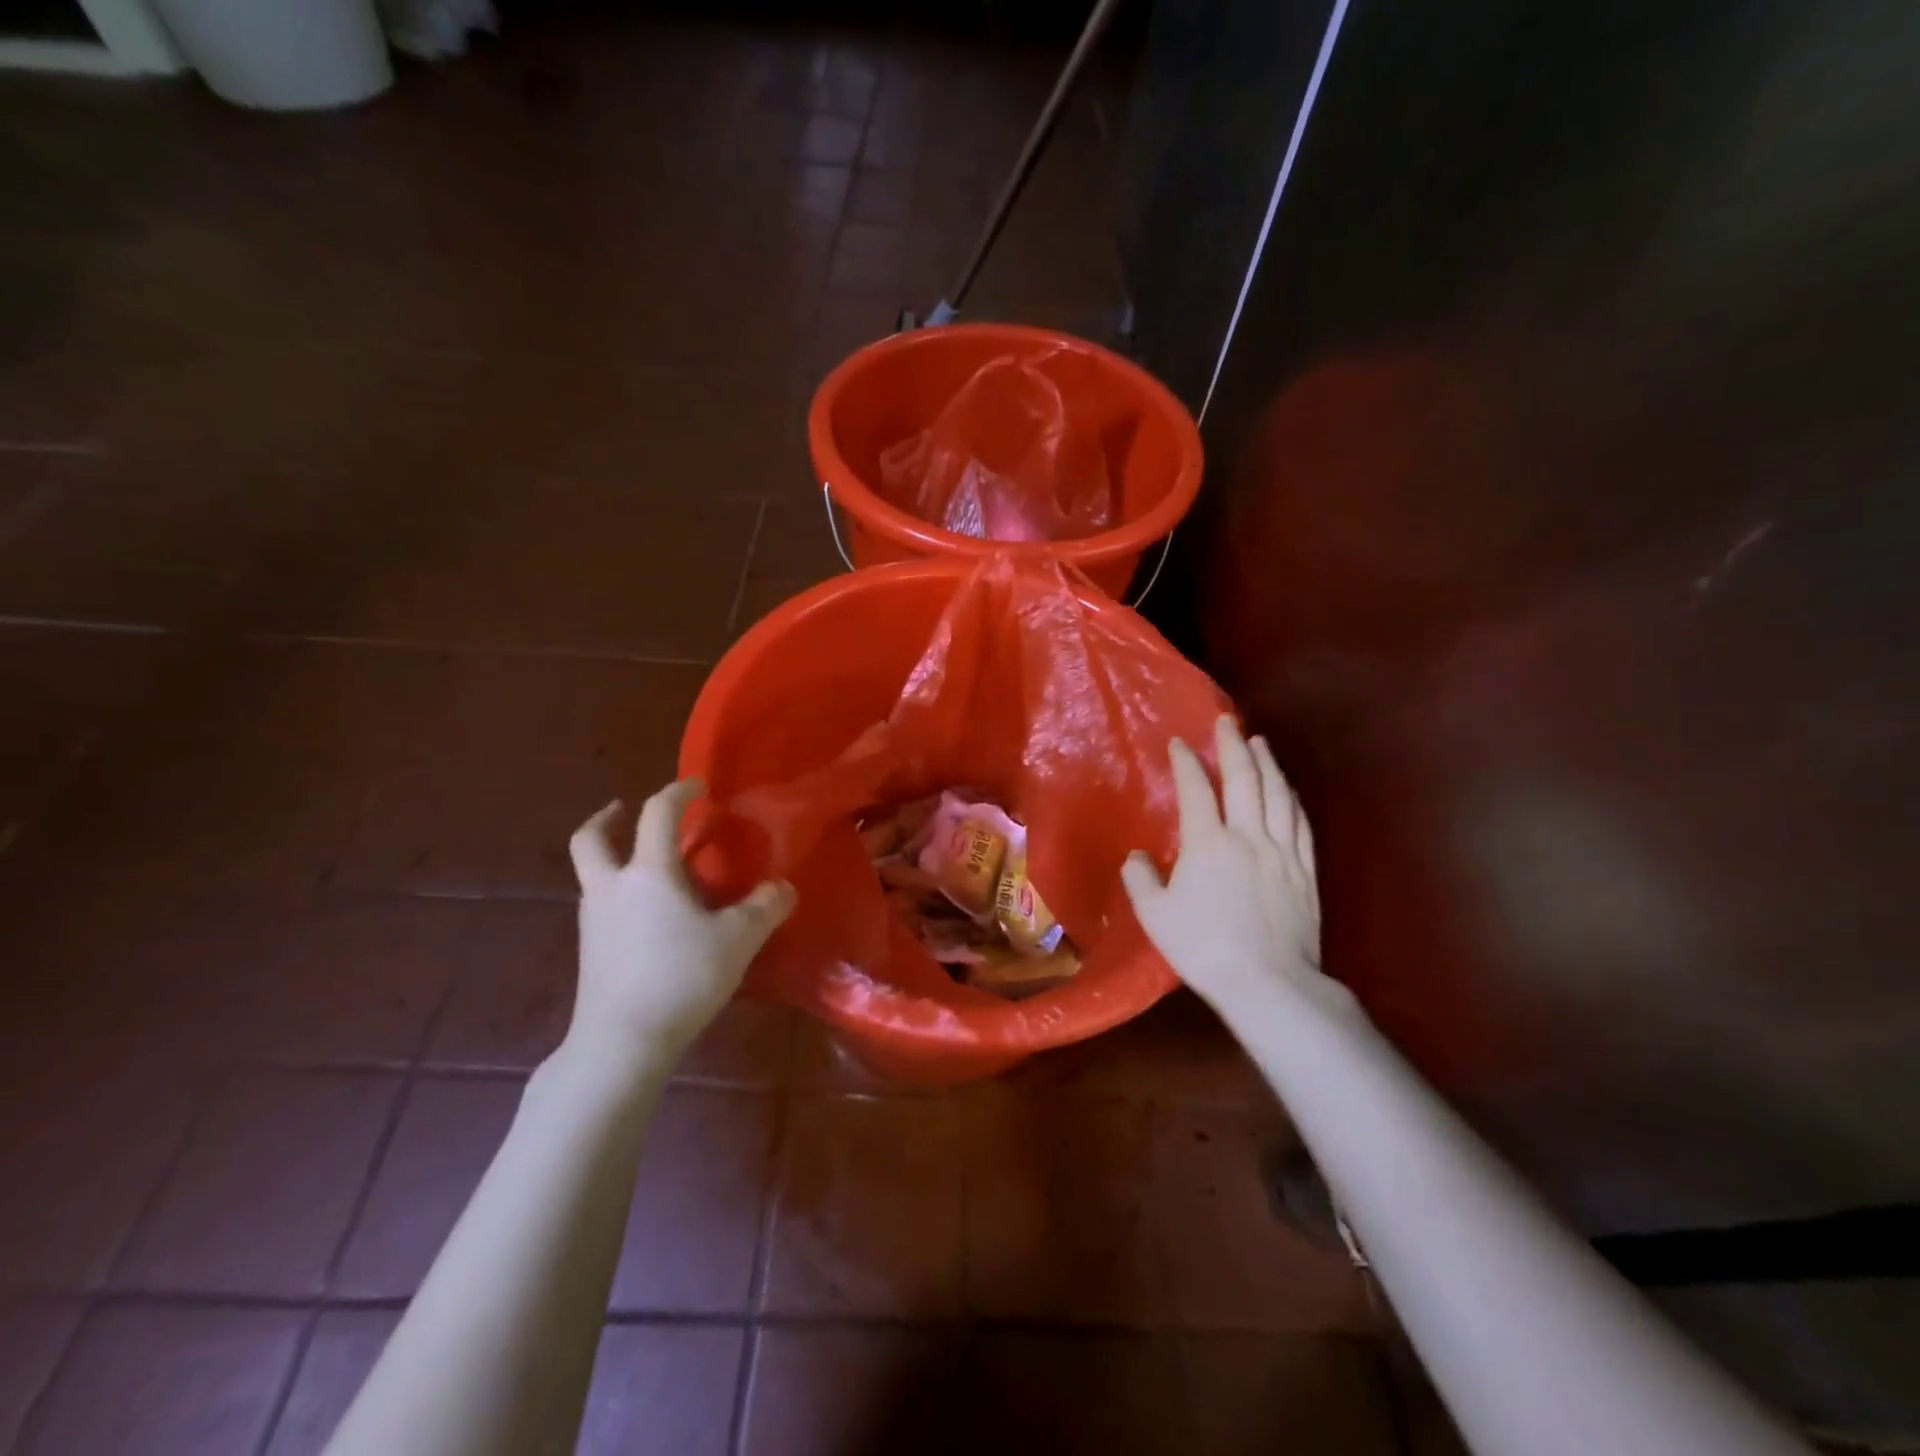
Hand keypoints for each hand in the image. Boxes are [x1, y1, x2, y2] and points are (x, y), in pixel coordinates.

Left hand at [566, 780, 794, 1068]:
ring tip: (649, 869)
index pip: (657, 813)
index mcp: (649, 872)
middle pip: (591, 839)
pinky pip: (601, 905)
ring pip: (592, 874)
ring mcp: (593, 920)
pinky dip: (618, 894)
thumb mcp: (739, 939)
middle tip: (624, 811)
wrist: (622, 1043)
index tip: (697, 786)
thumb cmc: (681, 977)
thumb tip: (784, 887)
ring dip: (613, 858)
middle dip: (607, 818)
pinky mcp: (589, 952)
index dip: (678, 791)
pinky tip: (647, 916)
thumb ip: (765, 907)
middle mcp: (612, 887)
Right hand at [1123, 716, 1355, 1021]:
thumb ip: (1141, 879)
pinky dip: (1292, 799)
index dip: (1187, 762)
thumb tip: (1137, 857)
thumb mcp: (1155, 915)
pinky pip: (1300, 824)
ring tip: (1260, 742)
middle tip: (1227, 722)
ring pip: (1277, 795)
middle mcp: (1248, 836)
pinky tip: (1289, 789)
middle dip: (1233, 746)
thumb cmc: (1203, 947)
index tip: (1180, 743)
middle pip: (1244, 780)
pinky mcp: (1305, 871)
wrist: (1267, 983)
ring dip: (1267, 764)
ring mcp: (1282, 852)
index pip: (1196, 790)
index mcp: (1208, 843)